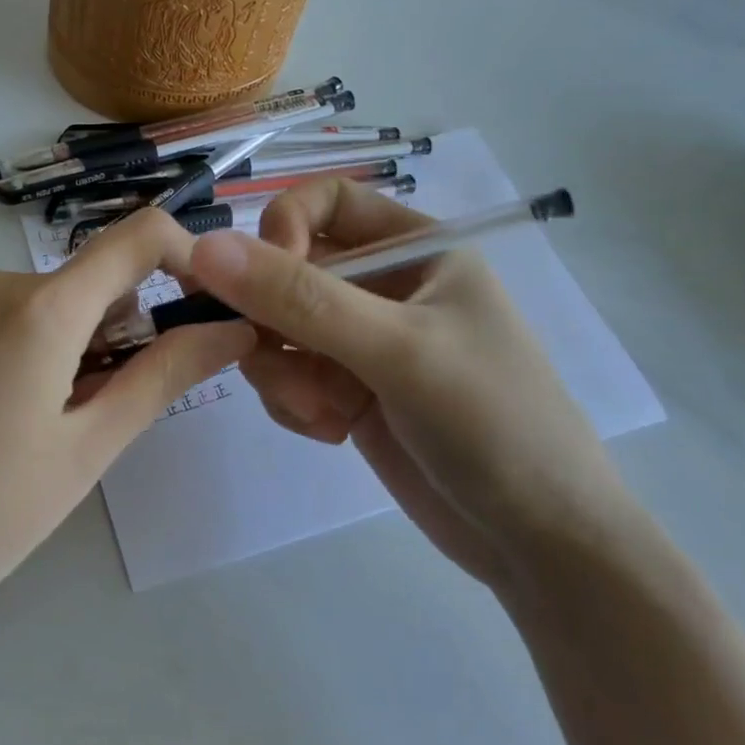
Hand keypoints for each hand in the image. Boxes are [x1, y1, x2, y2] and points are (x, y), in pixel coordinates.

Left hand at [0, 208, 254, 633]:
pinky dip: (38, 357)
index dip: (190, 260)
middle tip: (109, 419)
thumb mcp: (87, 448)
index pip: (138, 236)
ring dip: (82, 353)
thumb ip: (163, 377)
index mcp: (40, 305)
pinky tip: (7, 429)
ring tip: (53, 436)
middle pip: (94, 283)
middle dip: (126, 335)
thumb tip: (232, 329)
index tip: (209, 315)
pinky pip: (10, 324)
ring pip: (53, 308)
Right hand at [184, 178, 645, 587]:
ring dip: (280, 370)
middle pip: (287, 272)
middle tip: (266, 358)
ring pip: (275, 329)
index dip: (282, 230)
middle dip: (270, 318)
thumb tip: (205, 247)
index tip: (256, 279)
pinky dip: (294, 403)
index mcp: (415, 250)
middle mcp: (383, 288)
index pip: (325, 202)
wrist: (539, 542)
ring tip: (322, 410)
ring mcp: (362, 344)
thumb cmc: (490, 423)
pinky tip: (331, 432)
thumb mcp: (396, 350)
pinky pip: (285, 375)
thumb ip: (300, 298)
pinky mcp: (347, 393)